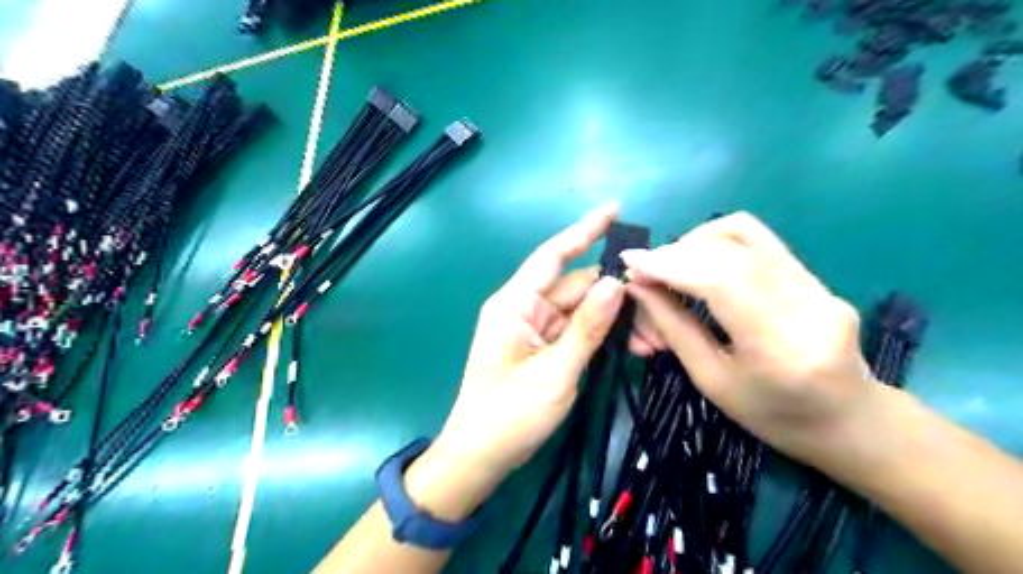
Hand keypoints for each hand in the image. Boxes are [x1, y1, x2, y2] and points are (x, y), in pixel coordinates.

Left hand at [428, 203, 628, 482]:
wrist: (481, 457)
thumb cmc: (509, 414)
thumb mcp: (555, 371)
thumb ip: (588, 327)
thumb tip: (616, 281)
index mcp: (515, 303)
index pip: (553, 255)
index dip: (584, 230)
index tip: (615, 208)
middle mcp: (526, 309)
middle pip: (578, 288)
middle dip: (616, 295)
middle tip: (658, 306)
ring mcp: (537, 330)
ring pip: (583, 312)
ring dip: (615, 321)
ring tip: (651, 339)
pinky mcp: (545, 349)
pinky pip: (579, 332)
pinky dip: (603, 337)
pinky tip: (632, 348)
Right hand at [619, 213, 874, 461]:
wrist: (849, 422)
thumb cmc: (773, 417)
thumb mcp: (712, 381)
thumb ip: (674, 328)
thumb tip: (638, 287)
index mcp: (779, 347)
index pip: (720, 280)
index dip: (669, 264)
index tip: (630, 262)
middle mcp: (806, 306)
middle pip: (730, 250)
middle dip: (675, 253)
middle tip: (644, 272)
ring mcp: (818, 285)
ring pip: (745, 233)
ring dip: (695, 242)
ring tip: (670, 266)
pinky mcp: (816, 276)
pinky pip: (758, 241)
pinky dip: (717, 244)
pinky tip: (698, 262)